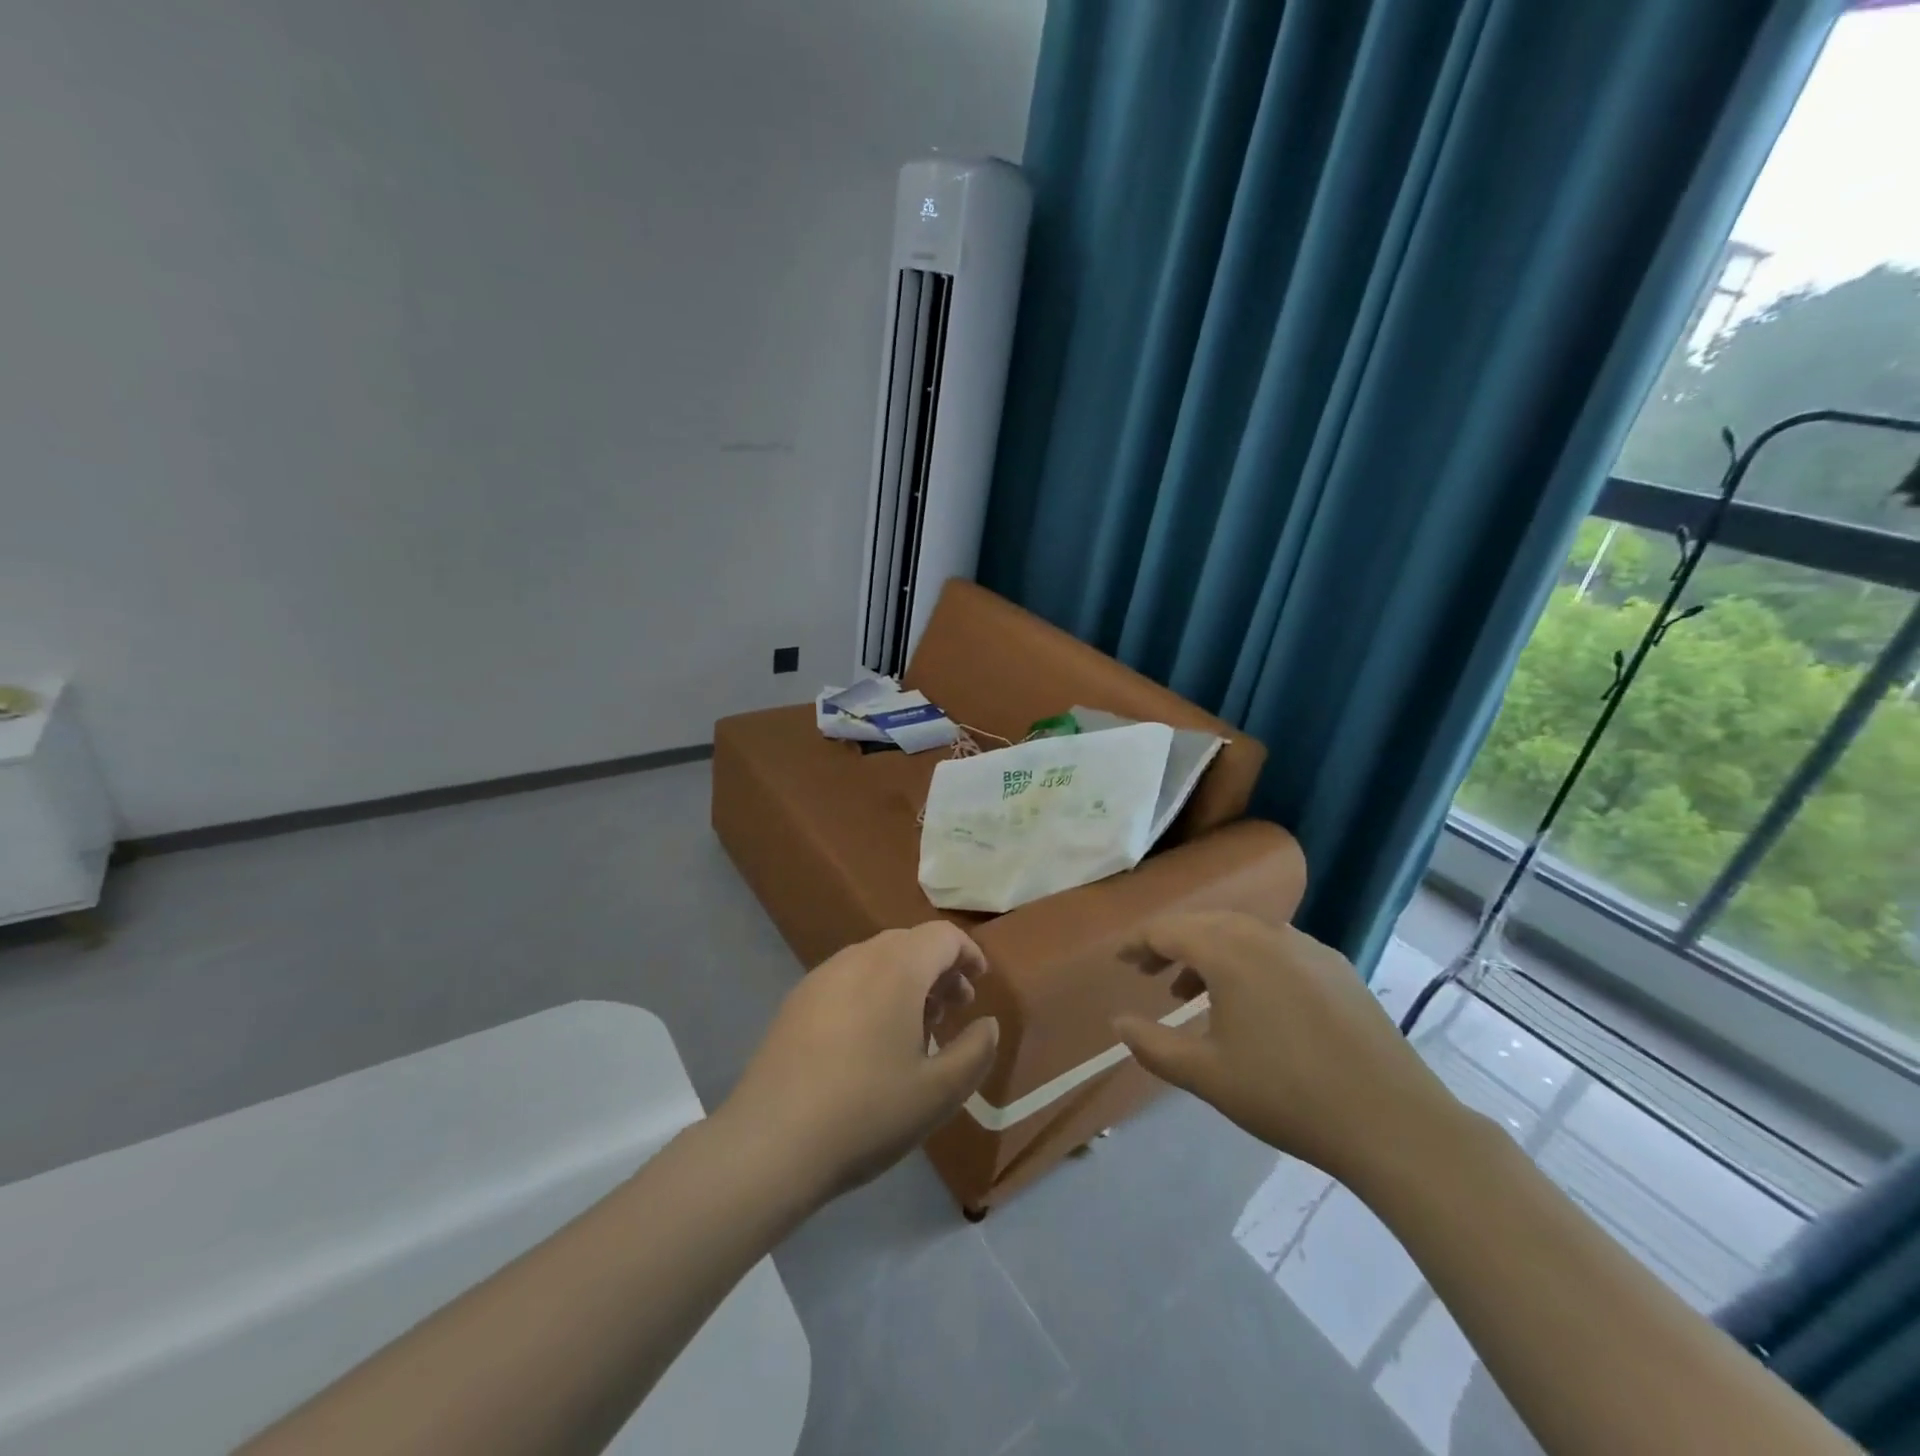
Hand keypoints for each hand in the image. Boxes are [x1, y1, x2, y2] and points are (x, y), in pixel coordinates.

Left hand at [720, 922, 1000, 1208]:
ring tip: (914, 1031)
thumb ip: (976, 1051)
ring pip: (876, 960)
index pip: (942, 936)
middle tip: (952, 1011)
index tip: (980, 985)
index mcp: (896, 968)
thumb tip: (987, 1024)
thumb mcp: (939, 1092)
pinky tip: (869, 1043)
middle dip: (938, 970)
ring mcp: (821, 977)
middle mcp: (857, 958)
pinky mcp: (796, 1002)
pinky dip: (872, 992)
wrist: (771, 1142)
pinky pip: (847, 980)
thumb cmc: (867, 1112)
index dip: (968, 954)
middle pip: (909, 944)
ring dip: (905, 981)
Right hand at [1114, 911, 1456, 1187]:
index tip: (1120, 962)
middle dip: (1171, 945)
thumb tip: (1118, 1022)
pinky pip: (1276, 947)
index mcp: (1228, 950)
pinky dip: (1248, 961)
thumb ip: (1152, 1045)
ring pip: (1241, 932)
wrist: (1392, 1120)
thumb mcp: (1206, 1075)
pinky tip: (1253, 1001)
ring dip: (1210, 953)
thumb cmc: (1286, 1094)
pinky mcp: (1336, 966)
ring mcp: (1306, 946)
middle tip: (1149, 973)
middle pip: (1203, 923)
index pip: (1167, 931)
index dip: (1137, 944)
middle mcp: (1265, 933)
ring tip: (1193, 994)